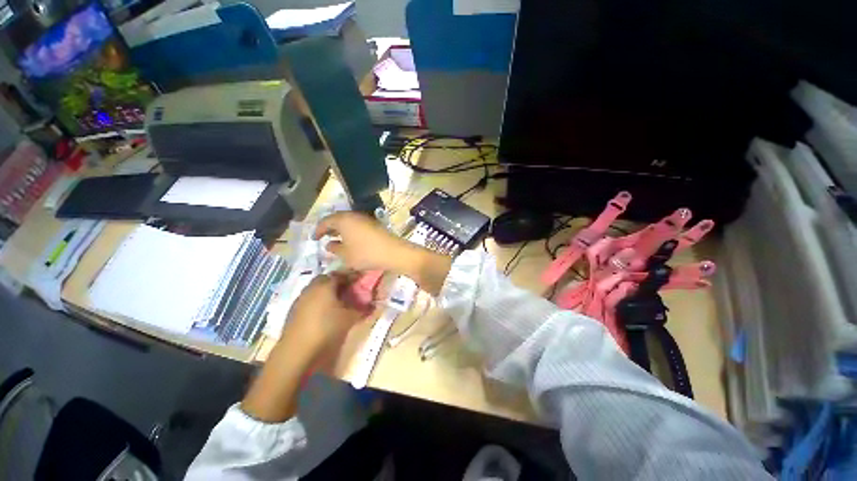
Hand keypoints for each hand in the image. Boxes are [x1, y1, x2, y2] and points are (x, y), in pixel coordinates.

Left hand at [283, 273, 367, 352]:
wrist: (297, 352)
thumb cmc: (327, 329)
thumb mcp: (350, 318)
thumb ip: (363, 308)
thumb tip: (373, 304)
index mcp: (325, 285)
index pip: (341, 274)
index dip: (352, 276)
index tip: (361, 279)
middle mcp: (311, 288)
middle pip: (326, 279)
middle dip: (338, 282)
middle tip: (349, 289)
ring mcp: (300, 299)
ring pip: (316, 289)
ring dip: (327, 291)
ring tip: (338, 301)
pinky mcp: (293, 311)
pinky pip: (310, 299)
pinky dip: (318, 301)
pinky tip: (325, 312)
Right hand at [313, 212, 415, 272]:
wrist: (393, 252)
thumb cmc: (365, 253)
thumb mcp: (345, 255)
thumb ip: (334, 248)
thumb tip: (329, 244)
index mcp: (343, 220)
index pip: (325, 221)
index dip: (318, 230)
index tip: (314, 238)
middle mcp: (354, 216)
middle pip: (337, 219)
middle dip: (329, 227)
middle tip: (324, 236)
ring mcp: (365, 219)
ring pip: (348, 222)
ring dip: (341, 229)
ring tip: (336, 239)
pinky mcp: (374, 224)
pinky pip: (357, 225)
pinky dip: (351, 231)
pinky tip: (351, 240)